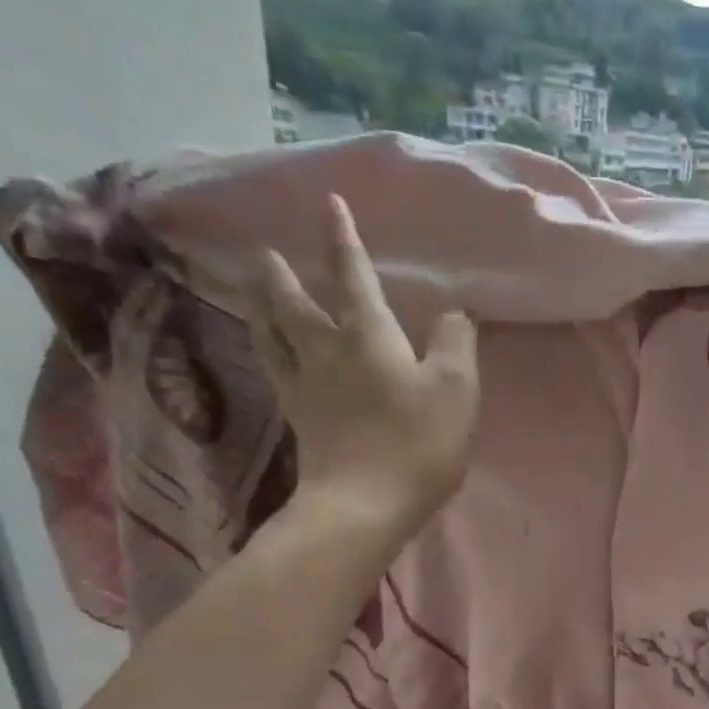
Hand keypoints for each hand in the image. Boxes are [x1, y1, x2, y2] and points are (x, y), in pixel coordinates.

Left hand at [252, 194, 478, 531]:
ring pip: (272, 334)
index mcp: (368, 335)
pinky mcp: (298, 418)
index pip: (352, 276)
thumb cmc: (417, 442)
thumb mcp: (456, 388)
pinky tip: (268, 351)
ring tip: (252, 290)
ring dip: (261, 306)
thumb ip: (456, 342)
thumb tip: (455, 310)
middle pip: (294, 303)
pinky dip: (267, 350)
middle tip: (266, 253)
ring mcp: (305, 385)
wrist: (364, 503)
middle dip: (282, 275)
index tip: (329, 204)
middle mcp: (326, 350)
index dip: (343, 240)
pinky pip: (275, 371)